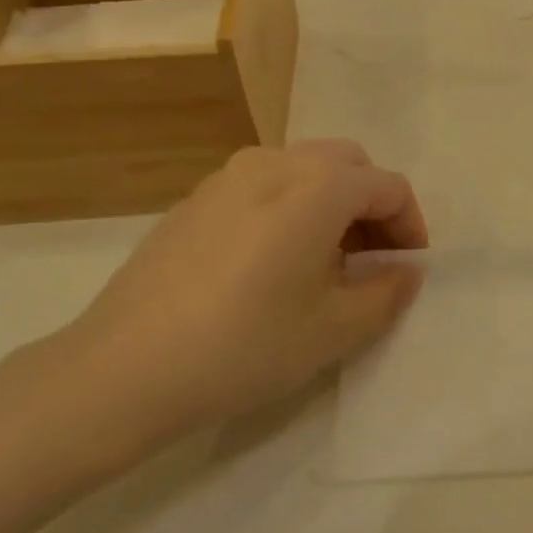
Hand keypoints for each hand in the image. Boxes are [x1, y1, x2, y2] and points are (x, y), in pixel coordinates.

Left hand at [50, 140, 427, 466]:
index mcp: (319, 186)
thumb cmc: (244, 346)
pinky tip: (271, 262)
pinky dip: (289, 206)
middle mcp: (276, 163)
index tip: (408, 267)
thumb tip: (407, 270)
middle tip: (371, 259)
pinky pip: (263, 184)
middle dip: (372, 205)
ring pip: (304, 168)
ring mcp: (228, 175)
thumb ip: (387, 293)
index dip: (410, 225)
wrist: (123, 370)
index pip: (387, 186)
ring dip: (331, 202)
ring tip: (323, 262)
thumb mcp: (334, 330)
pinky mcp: (195, 198)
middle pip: (347, 164)